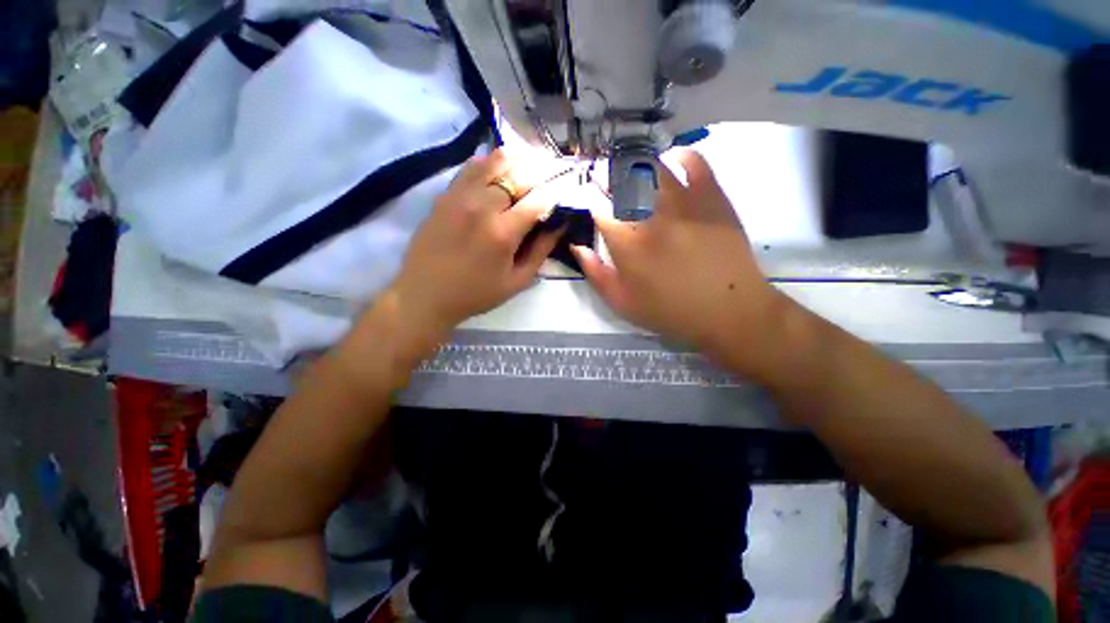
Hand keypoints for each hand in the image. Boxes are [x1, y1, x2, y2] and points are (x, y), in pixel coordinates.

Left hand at [387, 149, 562, 333]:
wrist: (425, 293)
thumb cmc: (476, 293)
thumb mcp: (517, 281)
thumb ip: (541, 251)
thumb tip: (559, 225)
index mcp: (503, 233)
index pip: (538, 200)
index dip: (555, 194)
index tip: (564, 193)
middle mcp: (482, 207)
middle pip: (520, 175)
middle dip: (542, 173)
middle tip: (554, 173)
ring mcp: (461, 196)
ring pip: (496, 161)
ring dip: (519, 160)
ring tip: (532, 161)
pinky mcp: (446, 194)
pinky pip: (472, 166)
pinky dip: (491, 161)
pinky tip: (501, 166)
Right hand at [572, 148, 788, 373]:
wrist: (728, 311)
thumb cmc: (670, 312)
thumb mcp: (622, 303)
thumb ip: (595, 274)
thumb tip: (578, 246)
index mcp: (626, 241)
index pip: (598, 208)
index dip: (590, 203)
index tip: (591, 206)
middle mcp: (650, 214)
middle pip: (621, 180)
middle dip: (608, 178)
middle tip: (608, 183)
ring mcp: (683, 202)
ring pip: (652, 168)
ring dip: (636, 165)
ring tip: (632, 171)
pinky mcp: (712, 197)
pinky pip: (694, 163)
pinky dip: (680, 157)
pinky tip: (672, 161)